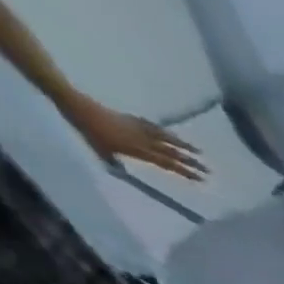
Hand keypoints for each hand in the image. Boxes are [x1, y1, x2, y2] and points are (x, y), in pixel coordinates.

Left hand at [64, 95, 205, 179]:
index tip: (201, 179)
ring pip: (167, 138)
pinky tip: (171, 134)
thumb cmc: (87, 130)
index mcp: (139, 151)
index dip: (185, 172)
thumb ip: (114, 161)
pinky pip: (153, 126)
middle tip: (208, 170)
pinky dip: (164, 131)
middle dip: (191, 162)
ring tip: (198, 151)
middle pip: (172, 153)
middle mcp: (144, 141)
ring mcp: (139, 128)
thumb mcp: (100, 150)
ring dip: (184, 145)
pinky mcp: (132, 119)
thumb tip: (122, 171)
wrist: (75, 105)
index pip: (168, 164)